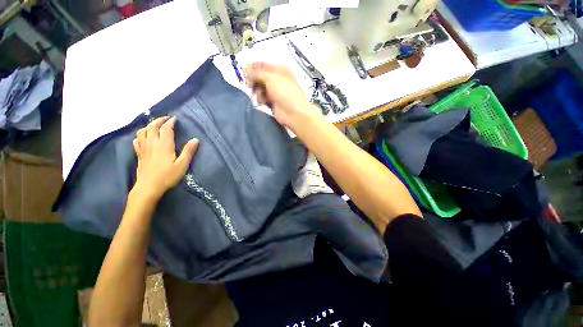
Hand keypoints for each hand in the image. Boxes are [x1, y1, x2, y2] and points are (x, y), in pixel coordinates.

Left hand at [132, 116, 198, 199]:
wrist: (149, 187)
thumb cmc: (168, 176)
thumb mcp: (182, 165)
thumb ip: (188, 151)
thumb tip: (195, 139)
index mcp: (164, 145)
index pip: (166, 128)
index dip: (170, 122)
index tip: (175, 118)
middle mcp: (152, 143)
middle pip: (152, 126)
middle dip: (159, 120)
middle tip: (166, 119)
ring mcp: (143, 148)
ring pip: (142, 131)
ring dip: (149, 125)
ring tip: (155, 125)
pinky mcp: (139, 154)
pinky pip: (137, 140)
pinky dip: (141, 135)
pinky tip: (144, 137)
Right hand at [245, 62, 318, 129]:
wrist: (294, 113)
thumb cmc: (285, 93)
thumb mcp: (271, 78)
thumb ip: (257, 73)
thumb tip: (245, 67)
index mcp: (279, 69)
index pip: (262, 65)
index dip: (252, 68)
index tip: (244, 73)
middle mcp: (276, 79)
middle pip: (259, 76)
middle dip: (254, 81)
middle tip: (250, 85)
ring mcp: (274, 91)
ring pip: (259, 87)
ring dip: (257, 91)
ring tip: (260, 96)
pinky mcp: (272, 102)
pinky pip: (262, 97)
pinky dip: (260, 99)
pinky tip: (262, 102)